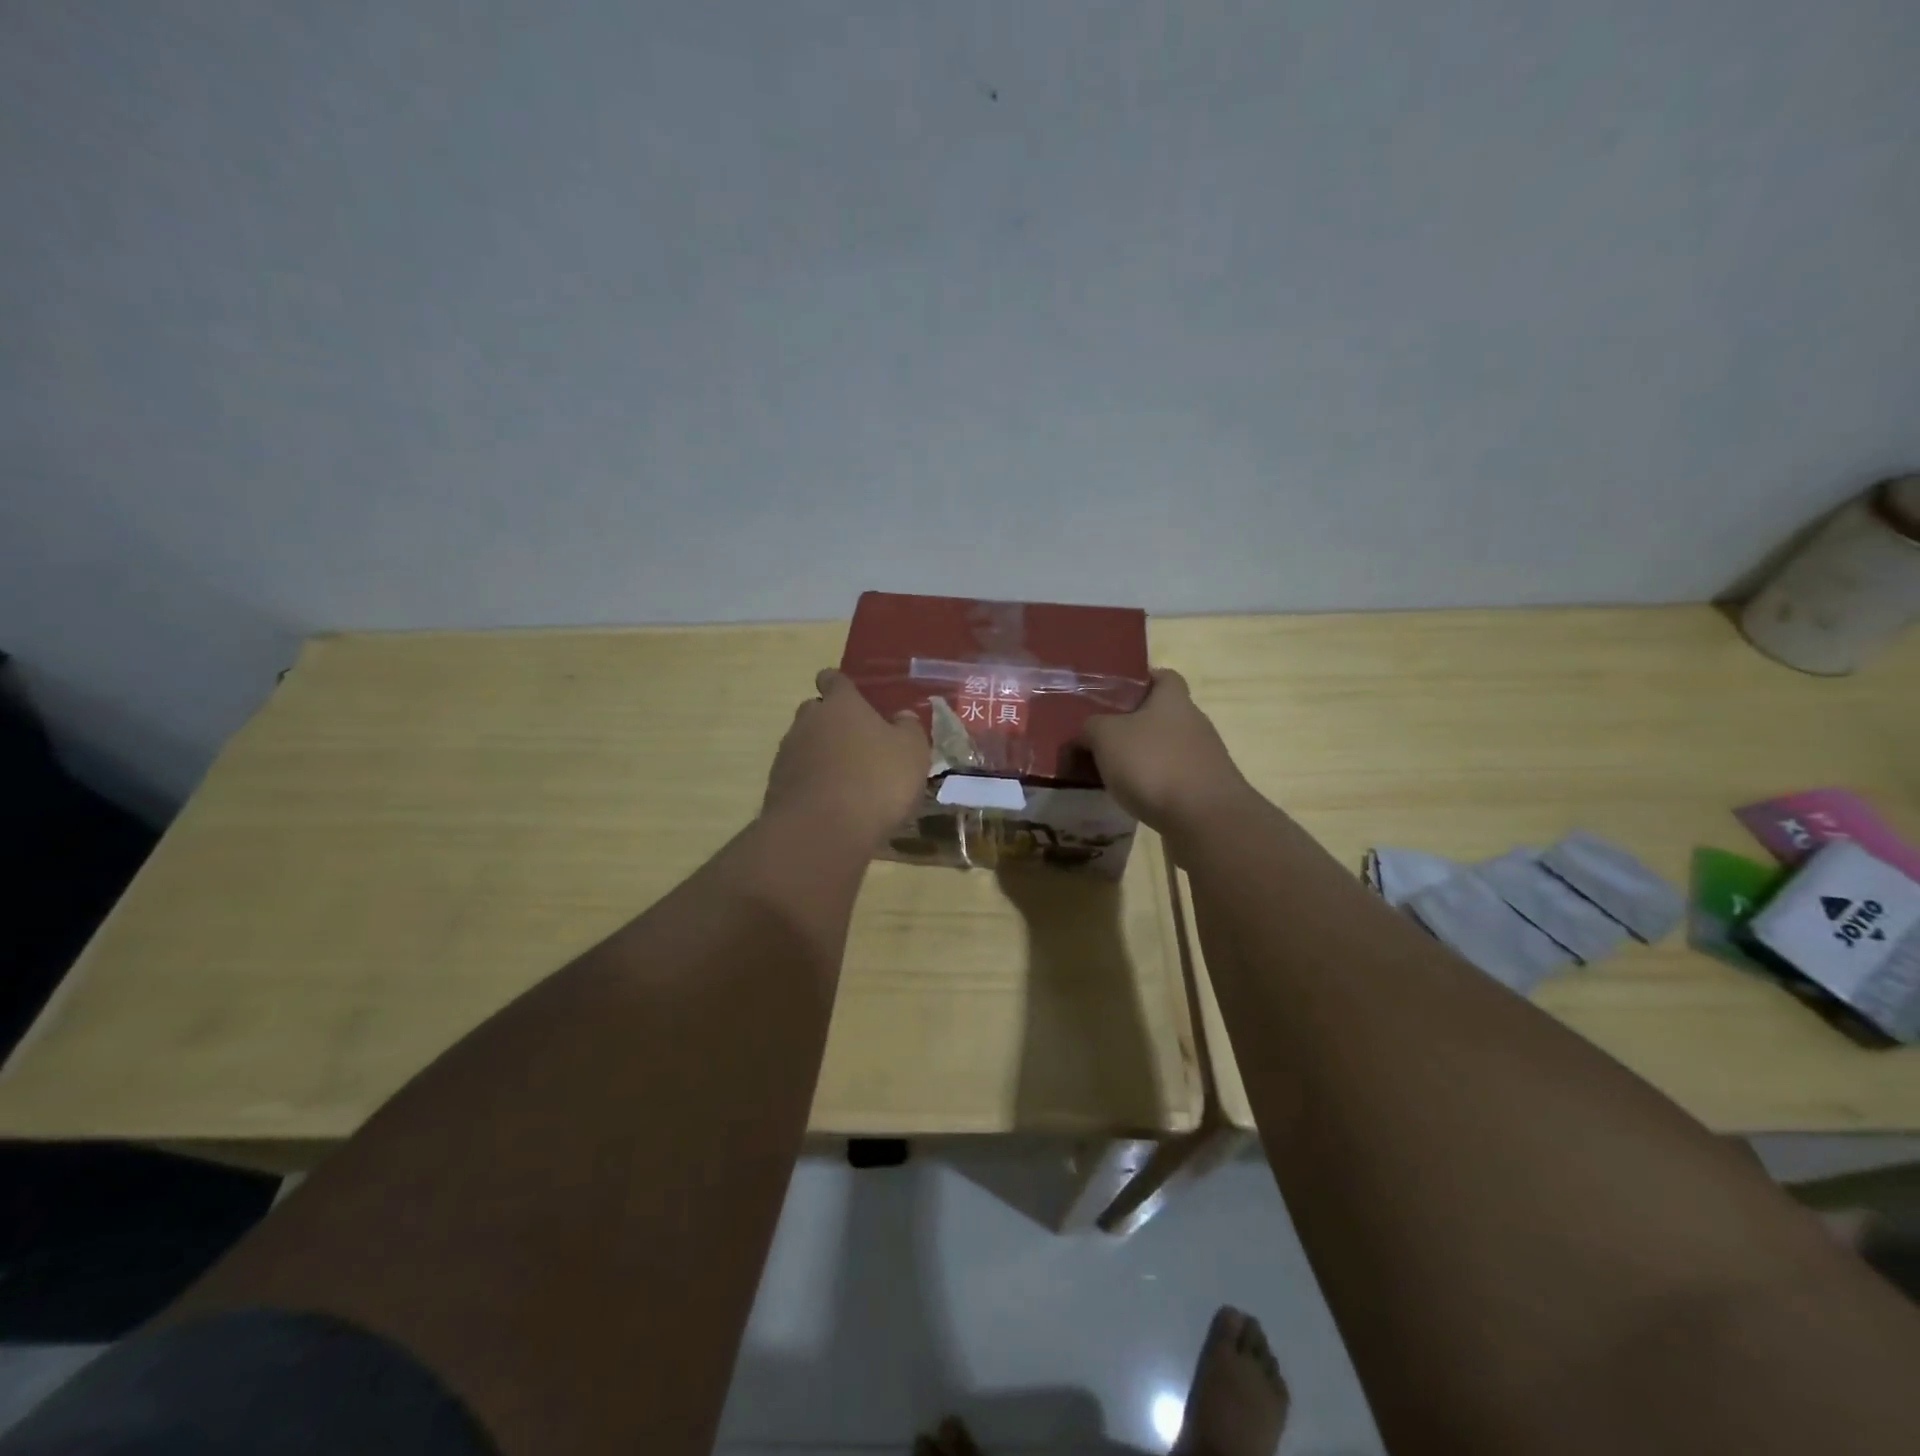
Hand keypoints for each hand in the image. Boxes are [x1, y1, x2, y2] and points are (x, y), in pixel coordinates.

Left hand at [763, 669, 929, 845]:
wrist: (822, 831)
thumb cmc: (876, 781)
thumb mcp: (912, 752)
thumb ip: (909, 729)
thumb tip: (901, 716)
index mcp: (841, 705)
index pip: (833, 680)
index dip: (840, 685)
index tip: (850, 695)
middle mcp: (808, 722)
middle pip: (815, 712)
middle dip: (830, 722)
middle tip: (856, 742)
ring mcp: (787, 755)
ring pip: (803, 745)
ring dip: (820, 756)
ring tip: (845, 780)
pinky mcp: (776, 788)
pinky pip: (797, 777)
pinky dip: (811, 784)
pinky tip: (830, 805)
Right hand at [1081, 669, 1252, 831]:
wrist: (1204, 819)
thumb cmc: (1153, 764)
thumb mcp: (1106, 737)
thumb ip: (1091, 728)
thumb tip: (1086, 733)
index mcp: (1173, 700)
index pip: (1163, 676)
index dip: (1140, 681)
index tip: (1113, 695)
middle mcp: (1194, 723)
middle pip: (1162, 715)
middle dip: (1133, 725)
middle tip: (1101, 739)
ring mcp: (1204, 758)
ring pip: (1166, 749)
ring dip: (1143, 758)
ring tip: (1111, 773)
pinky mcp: (1205, 790)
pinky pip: (1173, 779)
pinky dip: (1154, 786)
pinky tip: (1133, 799)